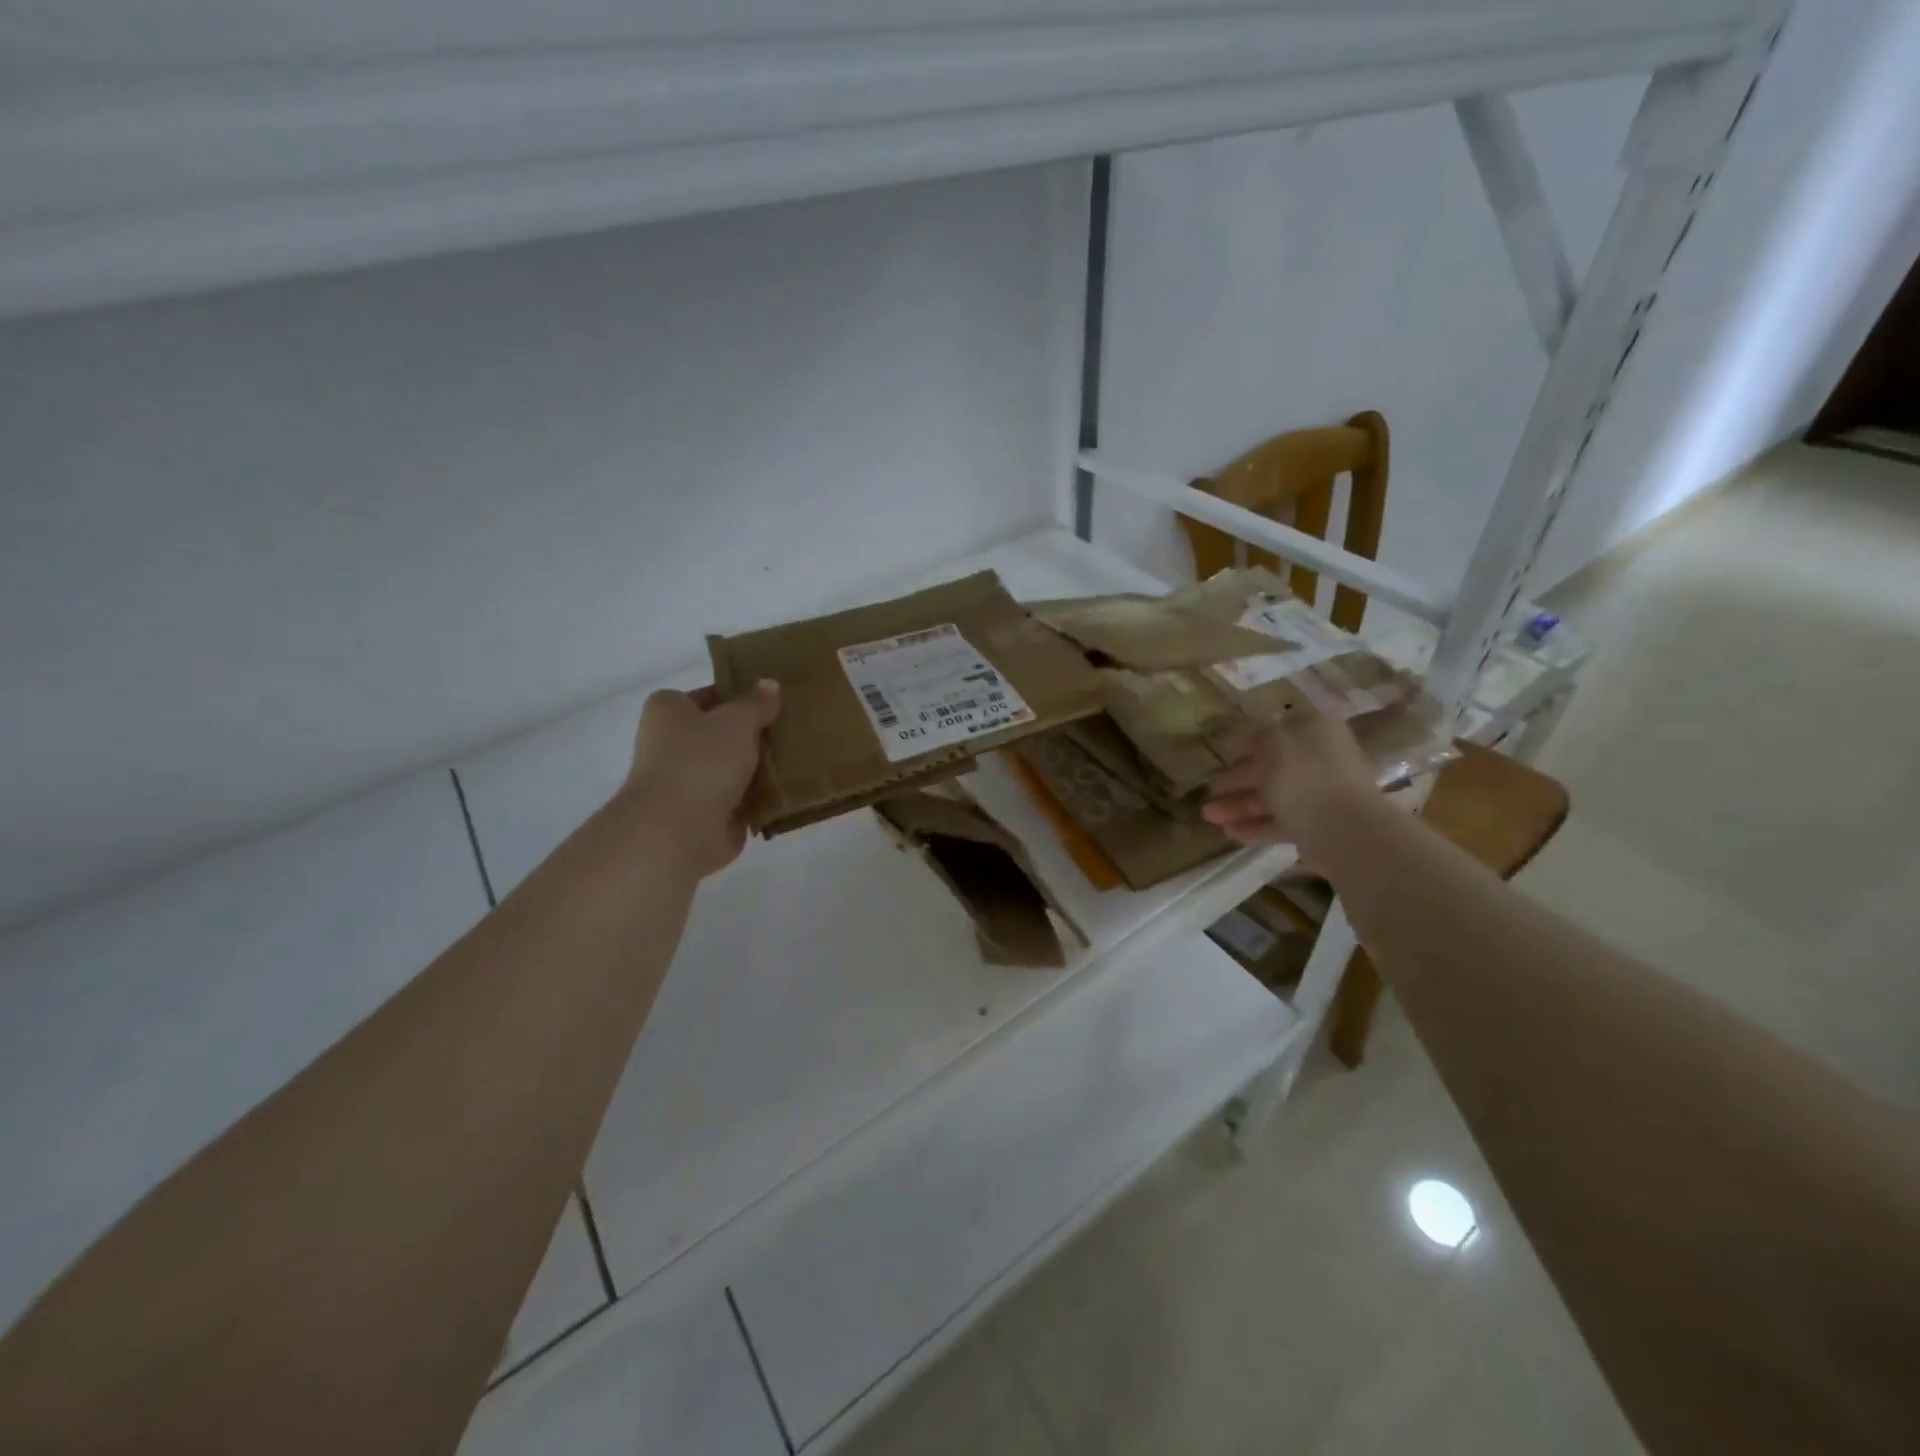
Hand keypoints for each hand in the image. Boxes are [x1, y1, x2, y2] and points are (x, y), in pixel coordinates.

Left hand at [624, 680, 780, 876]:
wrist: (678, 831)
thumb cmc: (702, 761)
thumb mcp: (737, 721)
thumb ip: (756, 703)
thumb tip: (769, 684)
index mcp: (668, 710)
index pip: (708, 695)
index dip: (739, 696)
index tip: (772, 702)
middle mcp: (669, 744)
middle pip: (720, 733)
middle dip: (752, 734)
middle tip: (791, 729)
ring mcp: (686, 782)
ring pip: (731, 768)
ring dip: (757, 768)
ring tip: (797, 758)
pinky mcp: (703, 815)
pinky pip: (738, 799)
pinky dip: (758, 798)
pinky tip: (787, 790)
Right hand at [1202, 708, 1376, 849]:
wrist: (1344, 831)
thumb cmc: (1305, 777)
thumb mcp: (1272, 745)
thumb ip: (1256, 739)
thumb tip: (1246, 742)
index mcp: (1315, 730)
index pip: (1275, 732)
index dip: (1245, 744)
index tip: (1222, 756)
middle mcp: (1320, 758)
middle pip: (1271, 768)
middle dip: (1236, 781)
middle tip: (1209, 792)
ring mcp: (1321, 794)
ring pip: (1273, 796)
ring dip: (1239, 806)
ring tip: (1209, 817)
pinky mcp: (1318, 825)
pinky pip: (1281, 820)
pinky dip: (1255, 825)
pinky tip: (1230, 833)